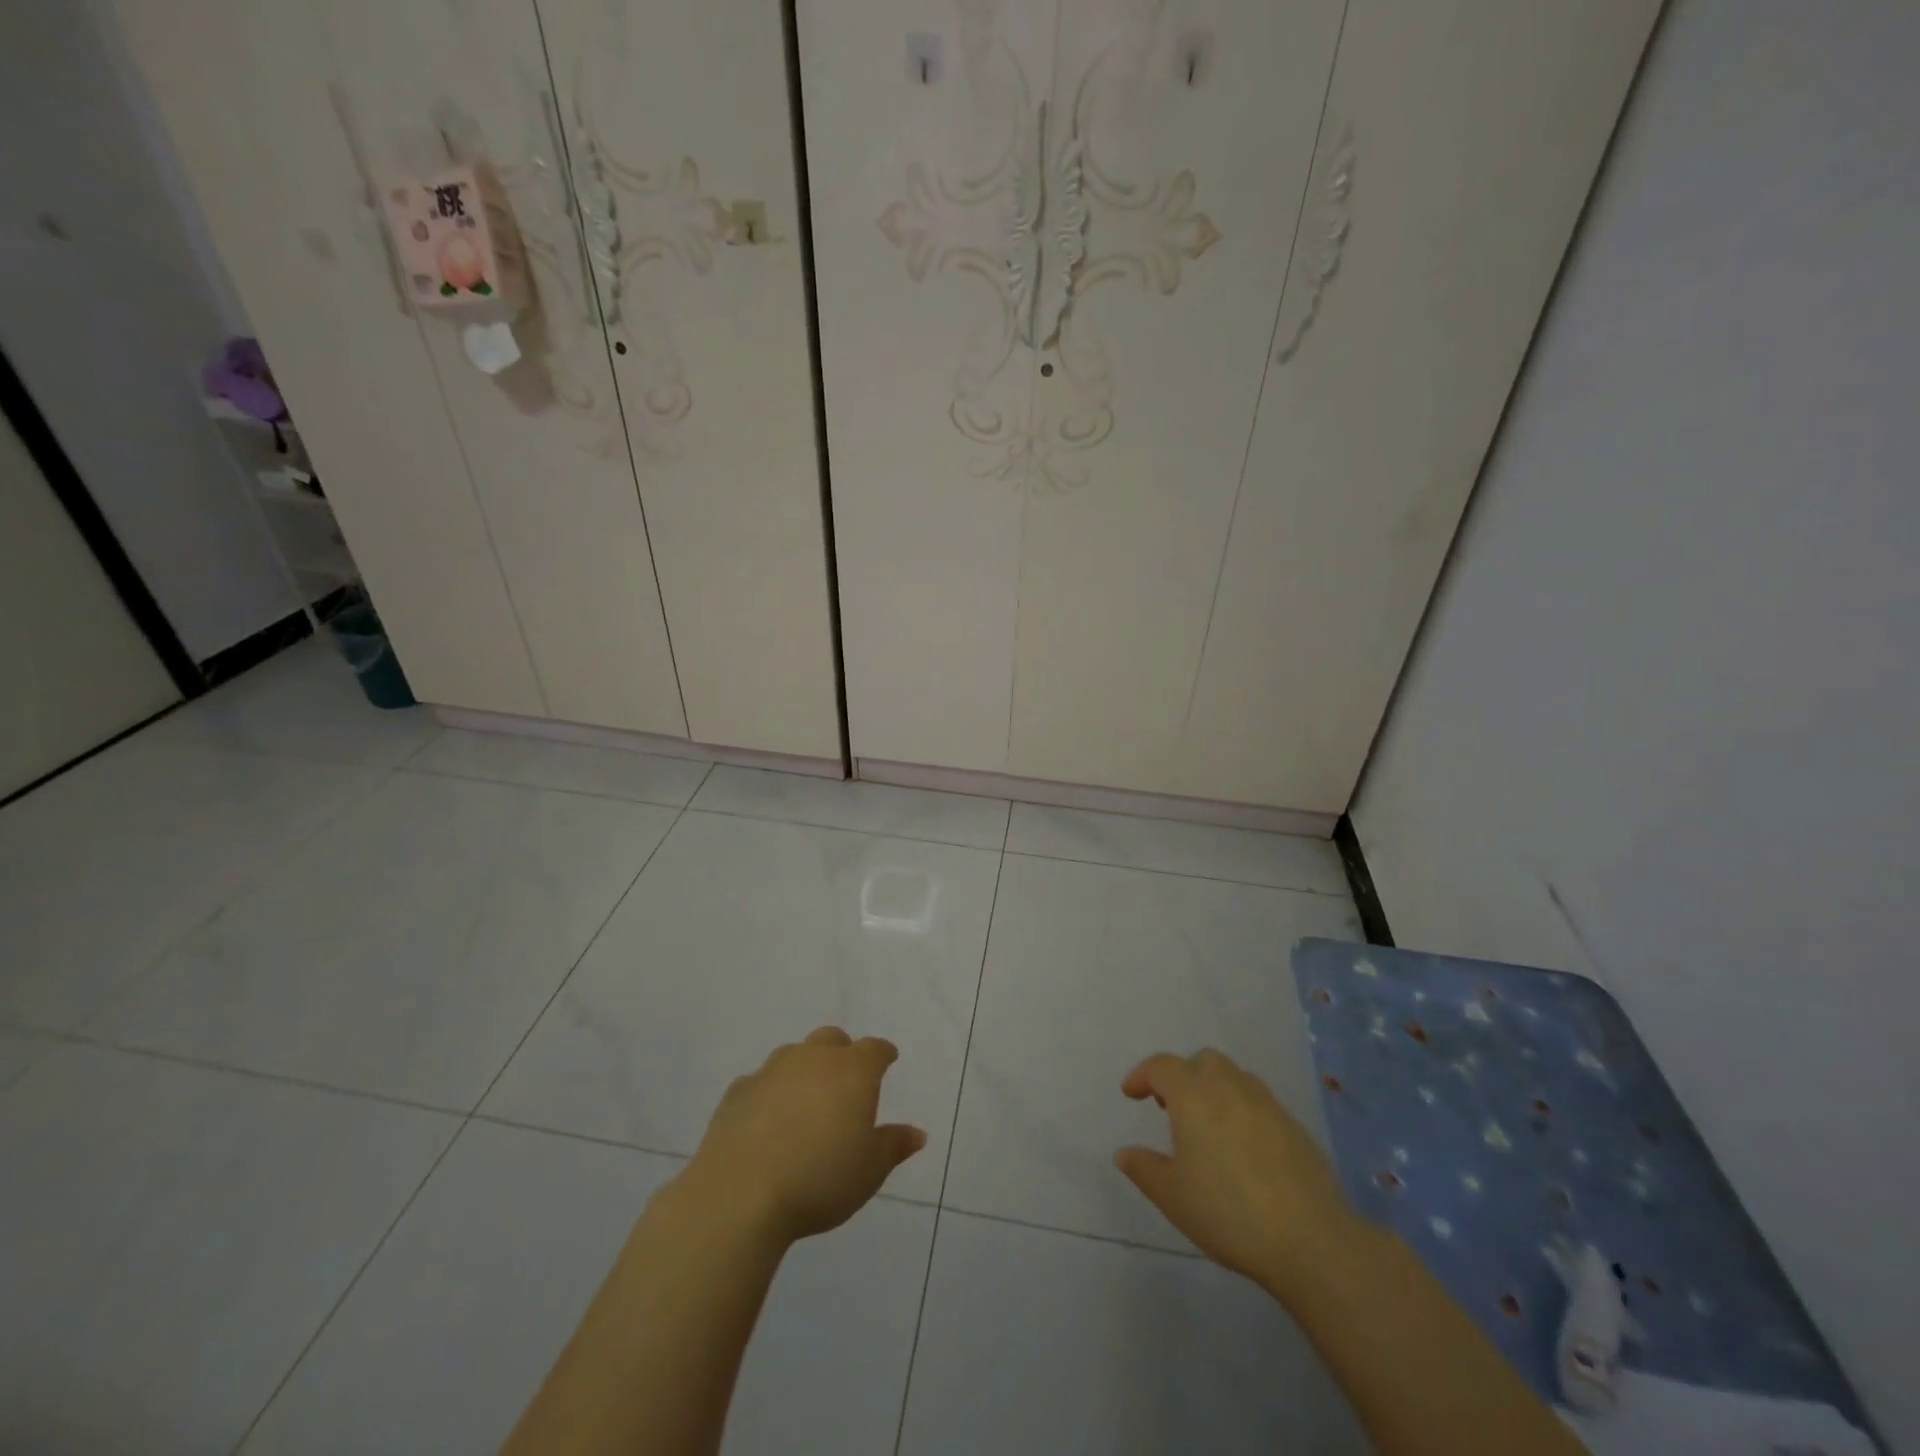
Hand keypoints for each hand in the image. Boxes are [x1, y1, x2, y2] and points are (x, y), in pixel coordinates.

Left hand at [679, 1027, 926, 1243]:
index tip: (888, 1061)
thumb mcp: (870, 1170)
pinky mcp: (737, 1092)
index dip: (883, 1055)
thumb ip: (894, 1146)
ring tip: (806, 1100)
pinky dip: (769, 1093)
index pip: (875, 1050)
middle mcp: (813, 1059)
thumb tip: (917, 1133)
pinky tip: (767, 1118)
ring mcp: (771, 1071)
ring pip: (794, 1054)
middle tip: (845, 1080)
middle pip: (832, 1040)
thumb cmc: (820, 1180)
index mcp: (852, 1071)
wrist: (741, 1194)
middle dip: (842, 1053)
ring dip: (804, 1069)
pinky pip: (760, 1081)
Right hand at [1114, 1048, 1355, 1291]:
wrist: (1310, 1238)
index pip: (1161, 1067)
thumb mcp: (1173, 1196)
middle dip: (1182, 1076)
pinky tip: (1242, 1148)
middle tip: (1170, 1107)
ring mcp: (1266, 1103)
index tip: (1131, 1094)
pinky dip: (1241, 1110)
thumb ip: (1144, 1169)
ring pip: (1233, 1077)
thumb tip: (1124, 1153)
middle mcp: (1229, 1086)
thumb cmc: (1229, 1211)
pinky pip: (1258, 1102)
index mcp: (1193, 1095)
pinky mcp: (1294, 1126)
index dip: (1142, 1076)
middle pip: (1201, 1062)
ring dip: (1213, 1089)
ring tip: (1206, 1125)